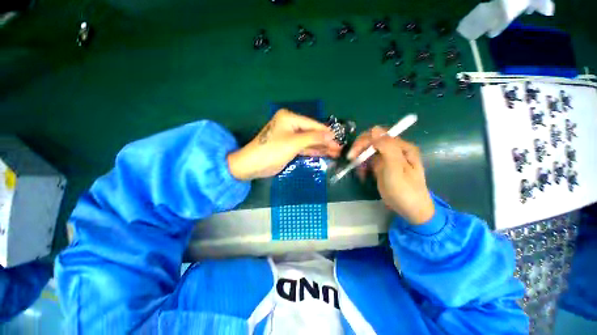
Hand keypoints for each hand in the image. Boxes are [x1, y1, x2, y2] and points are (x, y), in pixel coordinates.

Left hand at [227, 109, 341, 180]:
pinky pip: (304, 147)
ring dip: (321, 147)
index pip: (312, 124)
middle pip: (312, 133)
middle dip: (325, 141)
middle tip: (339, 149)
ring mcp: (290, 137)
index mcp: (290, 118)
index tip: (339, 139)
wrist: (253, 165)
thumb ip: (313, 138)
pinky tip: (325, 153)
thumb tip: (331, 135)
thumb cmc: (273, 150)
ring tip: (336, 152)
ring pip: (309, 141)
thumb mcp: (294, 142)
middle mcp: (290, 125)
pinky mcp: (290, 147)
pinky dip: (313, 151)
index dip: (326, 132)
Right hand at [348, 127, 433, 224]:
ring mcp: (387, 158)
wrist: (410, 210)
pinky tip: (362, 175)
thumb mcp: (396, 168)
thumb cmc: (405, 190)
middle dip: (360, 149)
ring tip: (360, 172)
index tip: (353, 154)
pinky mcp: (382, 166)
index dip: (364, 141)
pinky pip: (368, 161)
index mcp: (401, 147)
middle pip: (372, 141)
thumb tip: (375, 129)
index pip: (378, 135)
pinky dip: (363, 167)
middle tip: (351, 160)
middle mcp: (394, 149)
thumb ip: (387, 148)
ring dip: (360, 159)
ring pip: (368, 151)